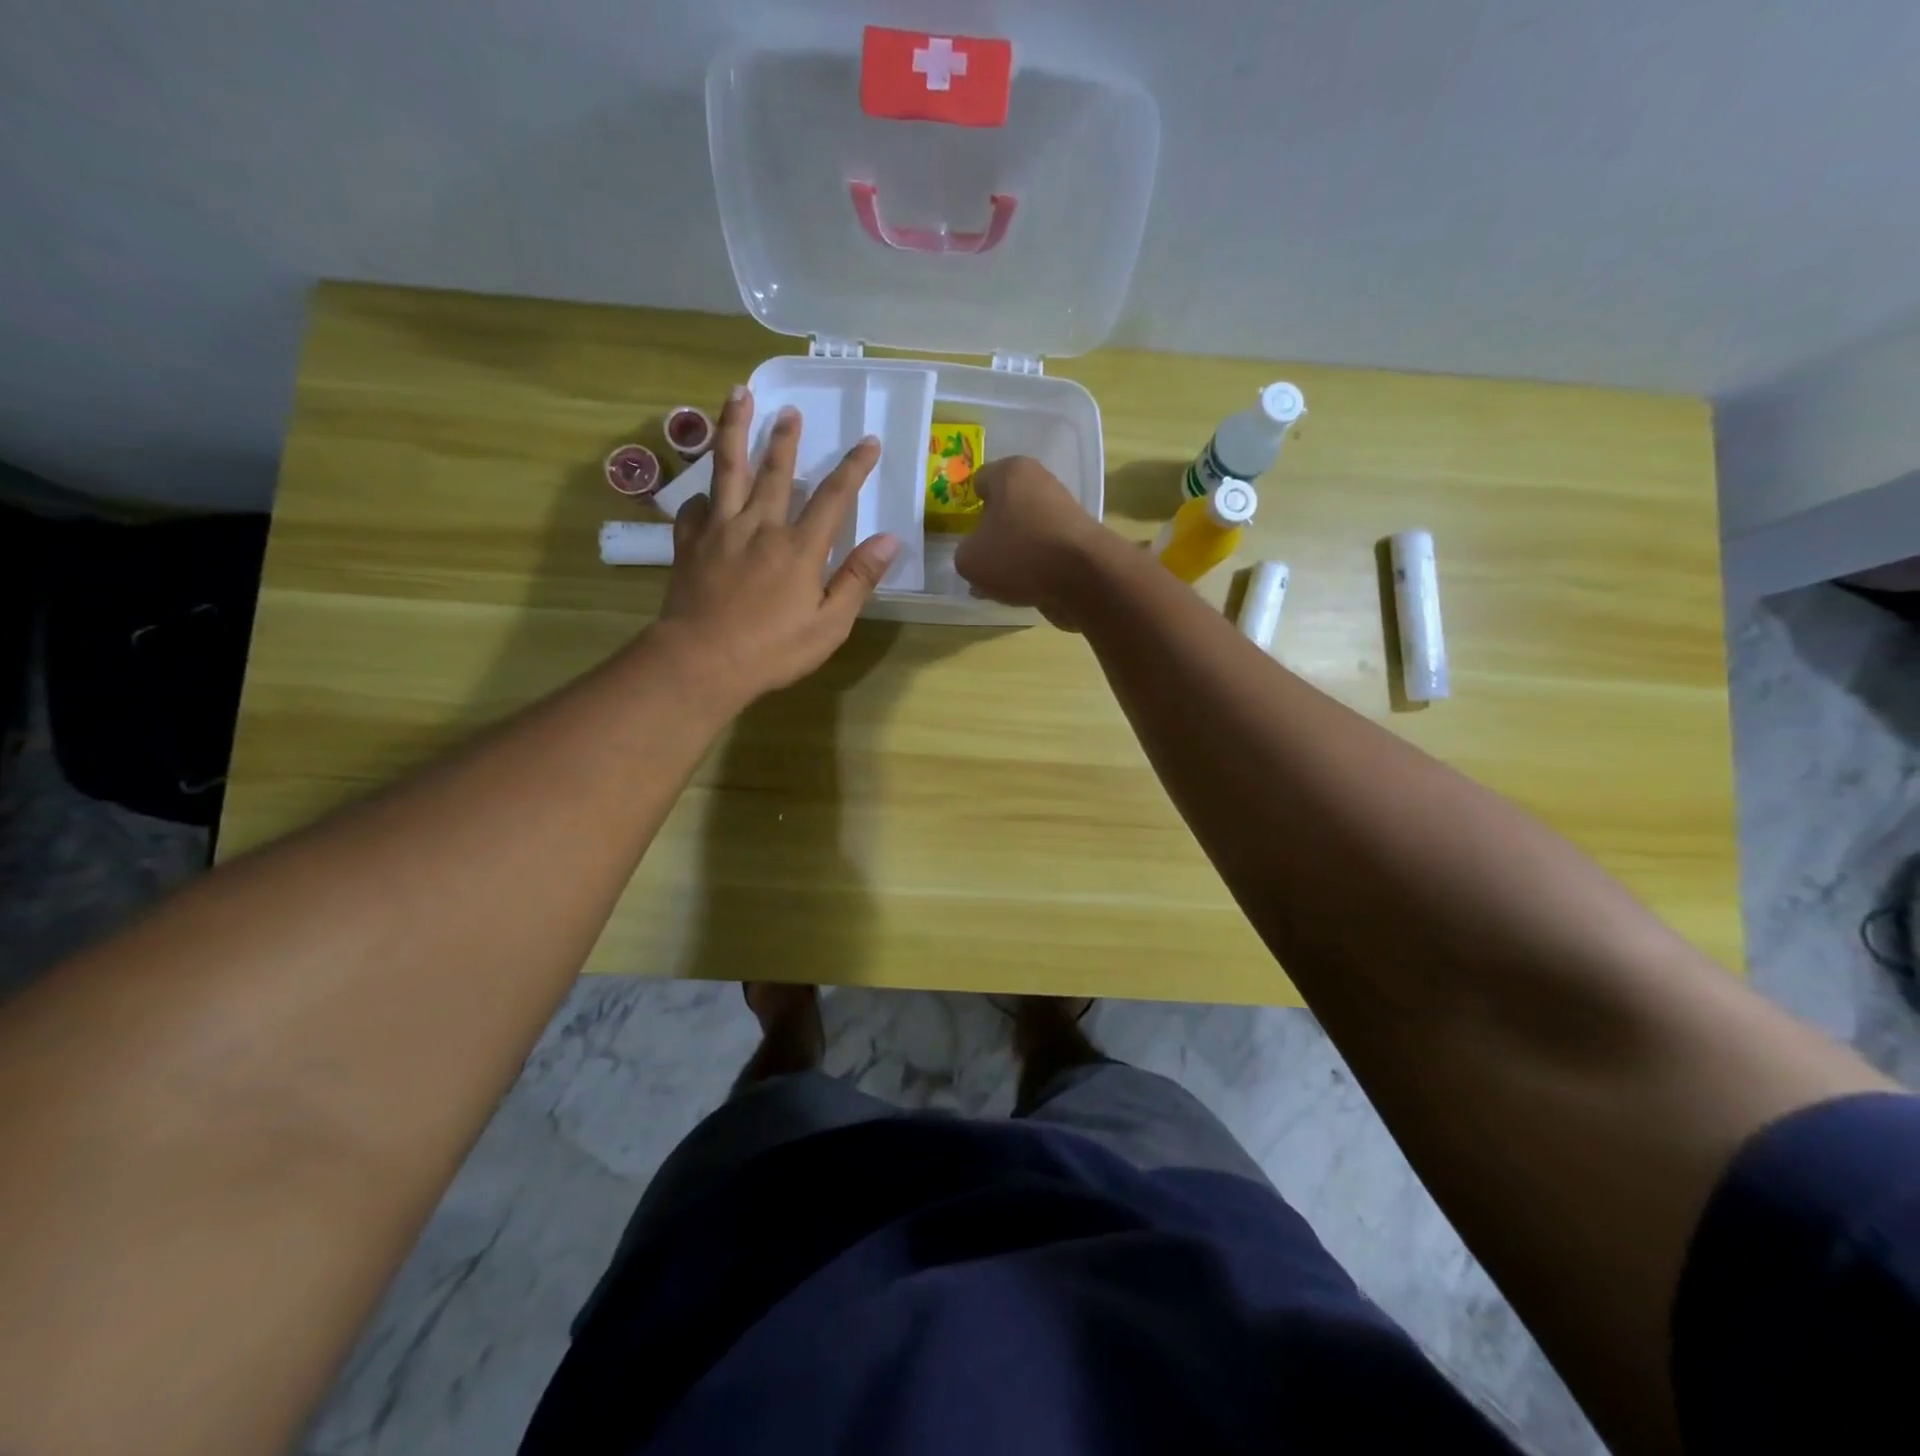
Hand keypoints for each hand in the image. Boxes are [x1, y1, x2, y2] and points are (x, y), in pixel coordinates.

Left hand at [657, 387, 898, 702]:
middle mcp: (759, 527)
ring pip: (728, 470)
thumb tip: (888, 540)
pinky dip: (701, 496)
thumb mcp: (829, 624)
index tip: (868, 442)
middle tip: (791, 410)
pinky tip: (705, 494)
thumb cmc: (772, 650)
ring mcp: (719, 531)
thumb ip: (857, 579)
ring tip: (738, 397)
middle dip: (785, 439)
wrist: (701, 662)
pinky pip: (693, 508)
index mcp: (799, 548)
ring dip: (734, 431)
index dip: (854, 467)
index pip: (833, 497)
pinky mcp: (689, 545)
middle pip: (775, 472)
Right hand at [954, 456, 1110, 630]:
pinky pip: (1045, 551)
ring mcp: (1064, 510)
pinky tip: (1025, 589)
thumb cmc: (1019, 554)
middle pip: (1005, 507)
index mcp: (1011, 471)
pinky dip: (1034, 567)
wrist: (1085, 577)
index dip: (968, 506)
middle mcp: (1040, 481)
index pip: (979, 481)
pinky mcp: (1079, 538)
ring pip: (1025, 531)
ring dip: (1013, 553)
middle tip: (980, 558)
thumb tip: (976, 555)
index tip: (962, 531)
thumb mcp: (970, 559)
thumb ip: (964, 553)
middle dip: (992, 531)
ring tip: (1001, 582)